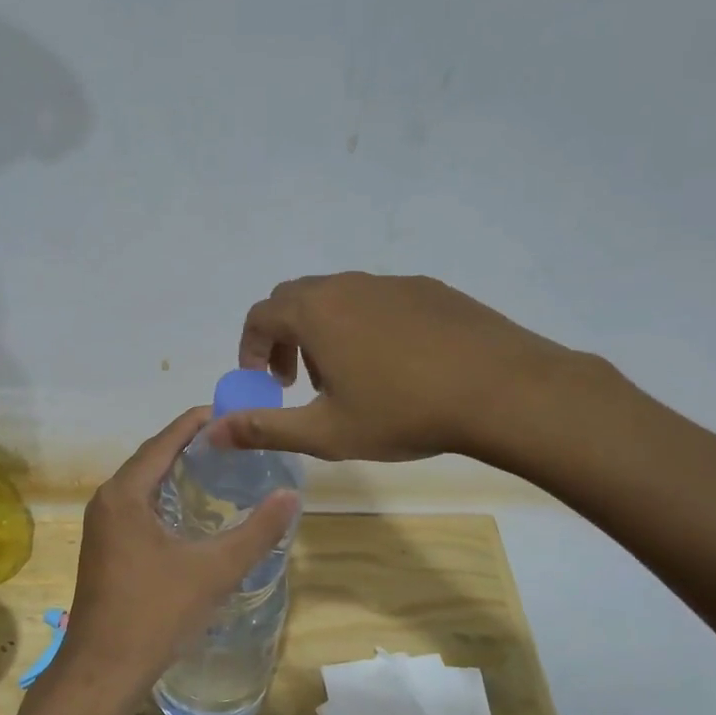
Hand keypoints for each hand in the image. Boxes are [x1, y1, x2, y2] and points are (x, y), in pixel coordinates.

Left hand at [55, 407, 298, 697]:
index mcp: (125, 493)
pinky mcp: (105, 548)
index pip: (165, 440)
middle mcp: (108, 500)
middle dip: (190, 445)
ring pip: (144, 484)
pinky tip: (193, 512)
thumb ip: (256, 532)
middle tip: (236, 441)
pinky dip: (166, 497)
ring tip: (221, 469)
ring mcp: (102, 526)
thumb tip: (293, 495)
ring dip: (177, 472)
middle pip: (152, 458)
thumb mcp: (214, 570)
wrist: (102, 671)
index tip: (234, 413)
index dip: (198, 423)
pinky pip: (138, 506)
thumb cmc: (155, 614)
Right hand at [215, 272, 596, 472]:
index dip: (251, 348)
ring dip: (324, 331)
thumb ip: (264, 429)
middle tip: (297, 380)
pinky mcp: (428, 289)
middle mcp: (346, 285)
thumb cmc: (403, 412)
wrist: (502, 390)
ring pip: (338, 297)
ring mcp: (390, 283)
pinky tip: (395, 365)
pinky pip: (377, 299)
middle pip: (295, 299)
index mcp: (315, 312)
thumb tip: (213, 432)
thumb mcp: (326, 432)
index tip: (264, 382)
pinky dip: (364, 325)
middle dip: (284, 337)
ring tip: (347, 376)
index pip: (260, 316)